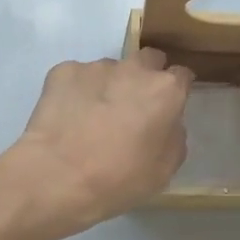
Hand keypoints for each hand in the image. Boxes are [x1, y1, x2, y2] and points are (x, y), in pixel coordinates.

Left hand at [2, 49, 194, 237]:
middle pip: (148, 60)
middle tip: (134, 107)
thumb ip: (173, 137)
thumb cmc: (118, 179)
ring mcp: (96, 67)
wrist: (57, 176)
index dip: (177, 90)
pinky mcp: (63, 71)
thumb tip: (167, 124)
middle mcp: (134, 68)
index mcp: (165, 90)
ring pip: (111, 70)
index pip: (182, 75)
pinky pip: (77, 77)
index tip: (169, 106)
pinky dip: (77, 91)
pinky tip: (68, 117)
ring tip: (93, 118)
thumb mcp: (163, 170)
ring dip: (109, 86)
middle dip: (146, 77)